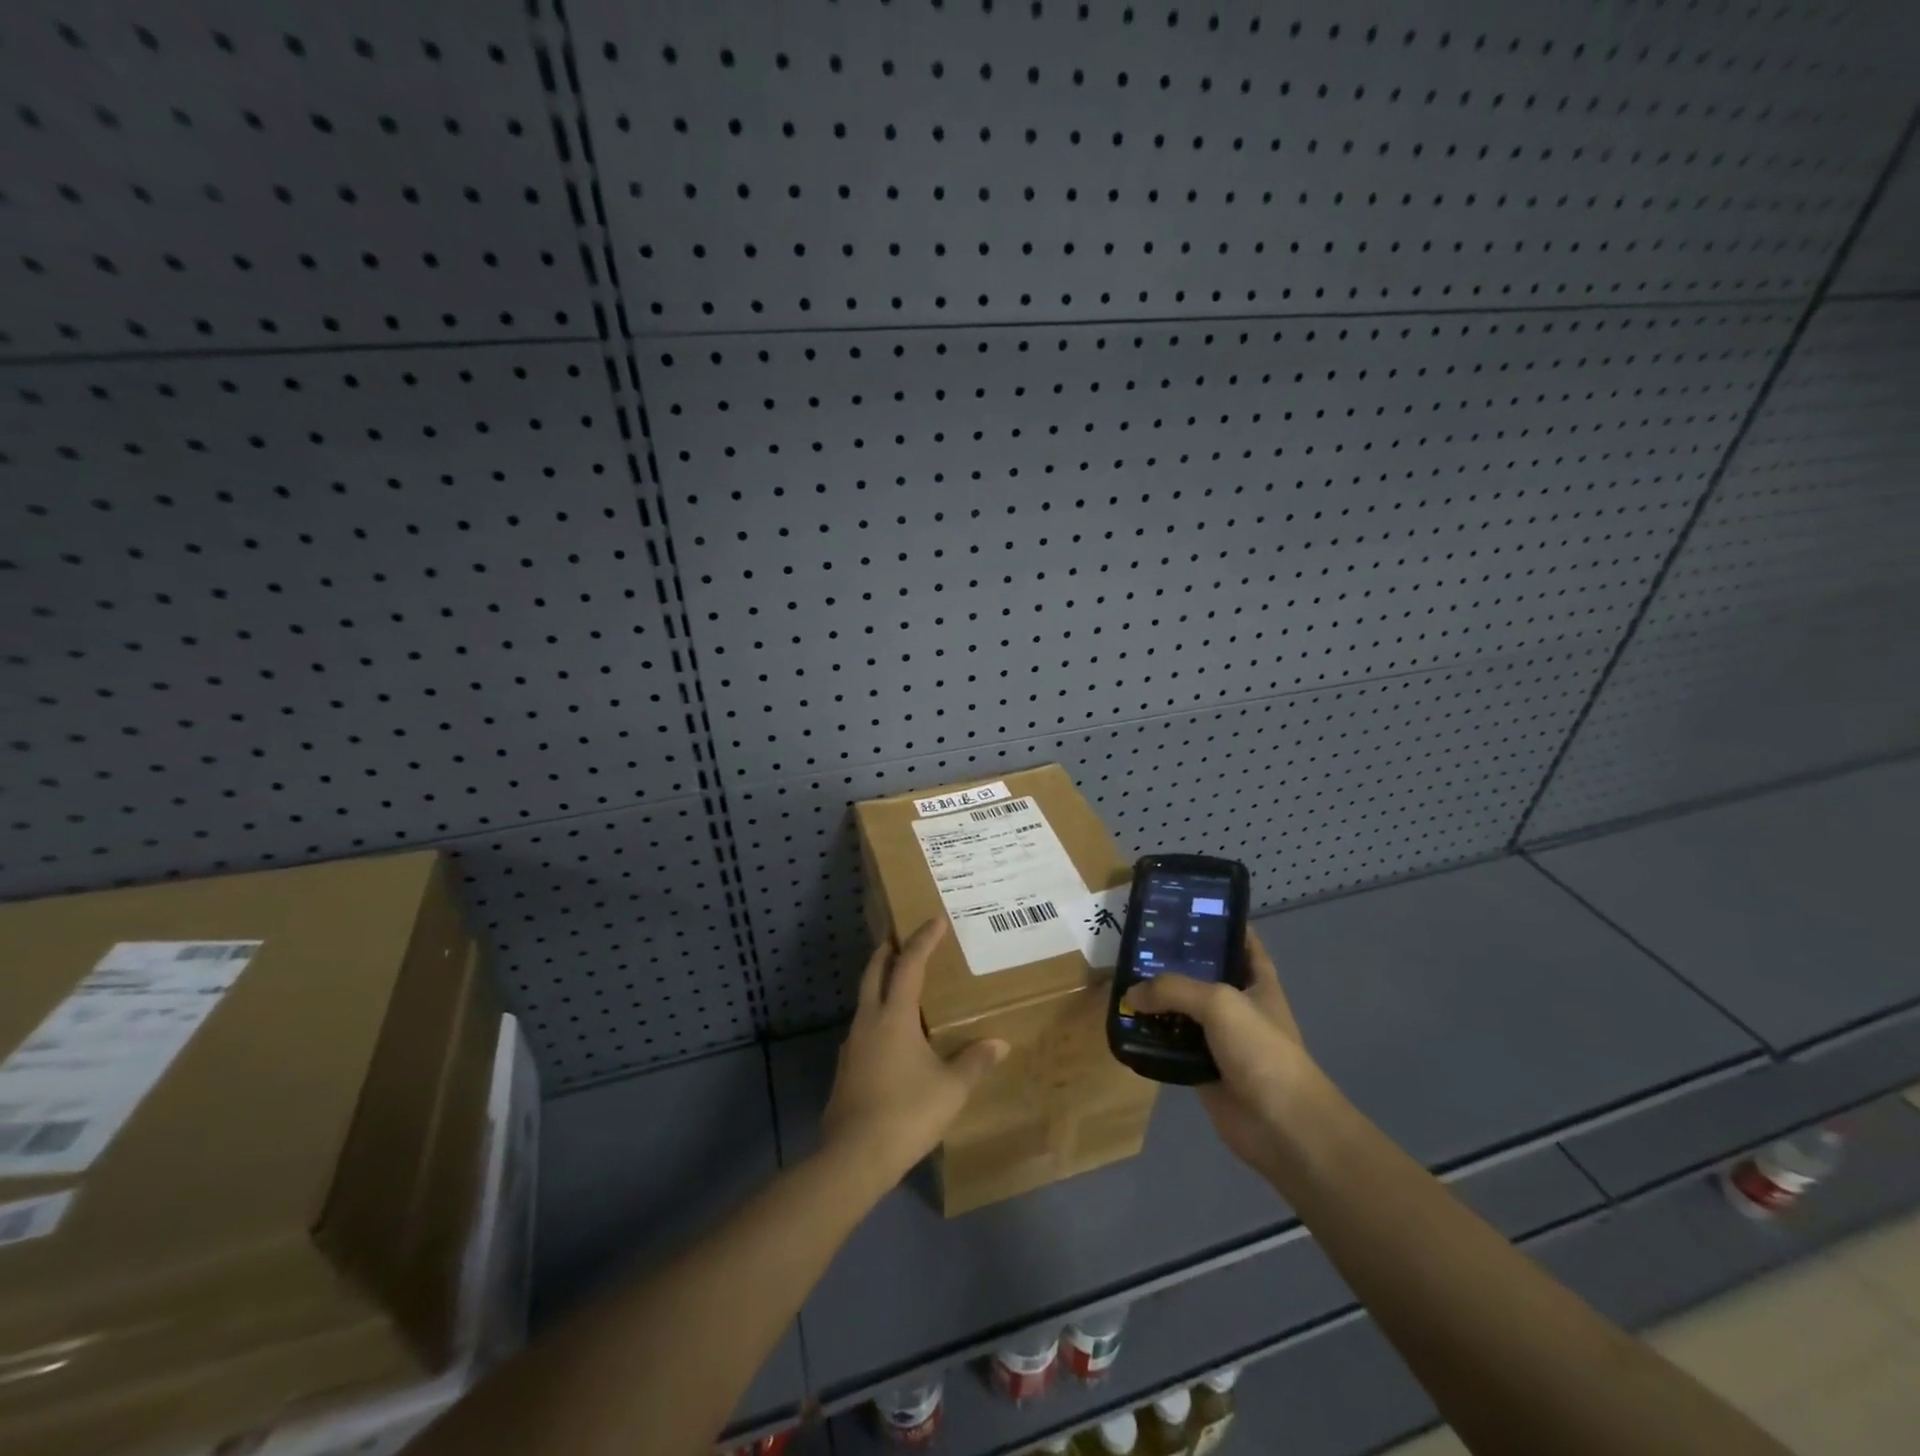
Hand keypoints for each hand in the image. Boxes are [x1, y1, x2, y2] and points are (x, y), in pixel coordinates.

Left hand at [820, 919, 1008, 1189]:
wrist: (853, 1157)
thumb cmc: (906, 1113)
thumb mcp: (951, 1089)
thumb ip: (975, 1062)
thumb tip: (999, 1043)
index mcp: (894, 1016)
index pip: (909, 965)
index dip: (923, 940)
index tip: (935, 921)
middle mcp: (869, 1021)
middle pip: (874, 972)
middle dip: (887, 951)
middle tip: (901, 938)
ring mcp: (852, 1045)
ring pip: (864, 1000)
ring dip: (879, 983)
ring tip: (900, 984)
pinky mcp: (846, 1068)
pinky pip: (863, 1027)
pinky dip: (877, 1015)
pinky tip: (891, 1035)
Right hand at [1126, 929, 1323, 1178]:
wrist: (1281, 1124)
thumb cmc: (1260, 1050)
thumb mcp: (1218, 1002)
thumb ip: (1173, 989)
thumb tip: (1132, 994)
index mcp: (1257, 980)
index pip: (1240, 940)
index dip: (1217, 922)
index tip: (1183, 908)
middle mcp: (1239, 1004)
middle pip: (1203, 974)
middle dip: (1173, 961)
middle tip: (1136, 944)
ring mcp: (1221, 1038)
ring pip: (1183, 1011)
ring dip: (1157, 1002)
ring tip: (1121, 982)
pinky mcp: (1203, 1068)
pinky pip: (1172, 1046)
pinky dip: (1152, 1039)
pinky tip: (1126, 1026)